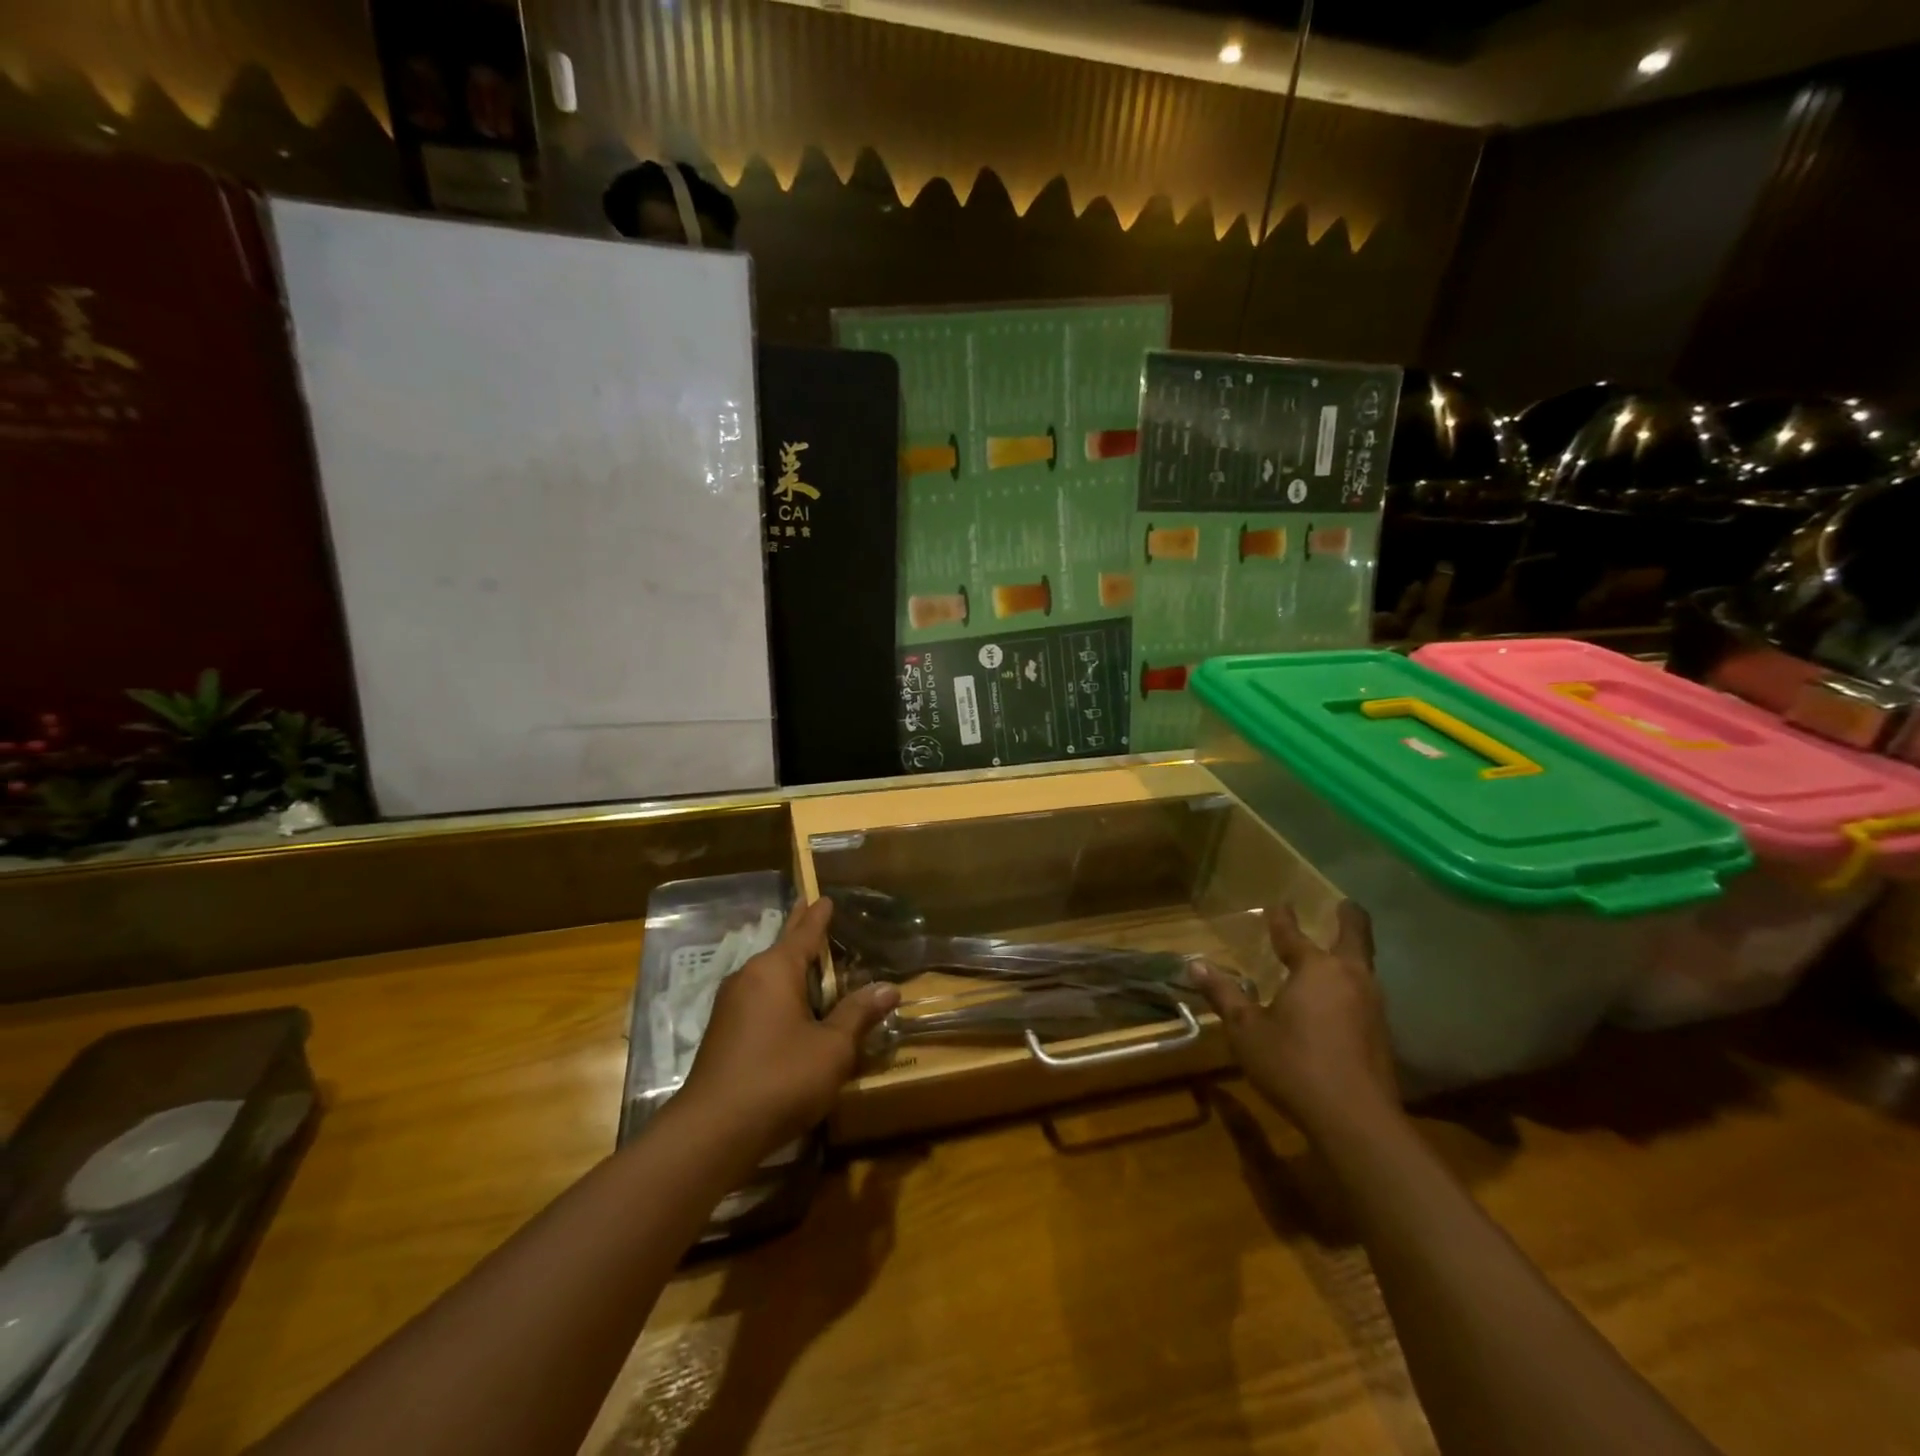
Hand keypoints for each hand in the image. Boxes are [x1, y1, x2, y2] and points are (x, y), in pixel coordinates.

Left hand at [678, 897, 898, 1154]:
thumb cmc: (781, 1078)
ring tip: (812, 965)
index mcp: (775, 970)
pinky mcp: (723, 1033)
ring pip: (768, 976)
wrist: (714, 1131)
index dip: (818, 916)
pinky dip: (779, 993)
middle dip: (799, 932)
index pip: (804, 932)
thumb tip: (888, 987)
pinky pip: (759, 998)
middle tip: (811, 911)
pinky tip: (791, 1009)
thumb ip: (858, 1014)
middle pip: (782, 947)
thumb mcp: (832, 1048)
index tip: (824, 897)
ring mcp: (731, 1006)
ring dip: (790, 968)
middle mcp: (749, 978)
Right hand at [1191, 901, 1398, 1141]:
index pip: (1293, 934)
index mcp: (1315, 969)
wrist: (1356, 1120)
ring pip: (1365, 968)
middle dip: (1349, 918)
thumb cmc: (1294, 1064)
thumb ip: (1224, 995)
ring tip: (1341, 951)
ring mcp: (1372, 1006)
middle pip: (1355, 937)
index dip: (1282, 918)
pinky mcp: (1382, 1035)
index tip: (1278, 904)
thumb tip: (1194, 965)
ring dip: (1353, 954)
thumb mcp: (1247, 1030)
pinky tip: (1344, 1001)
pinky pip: (1367, 996)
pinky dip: (1354, 986)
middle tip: (1345, 904)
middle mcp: (1349, 978)